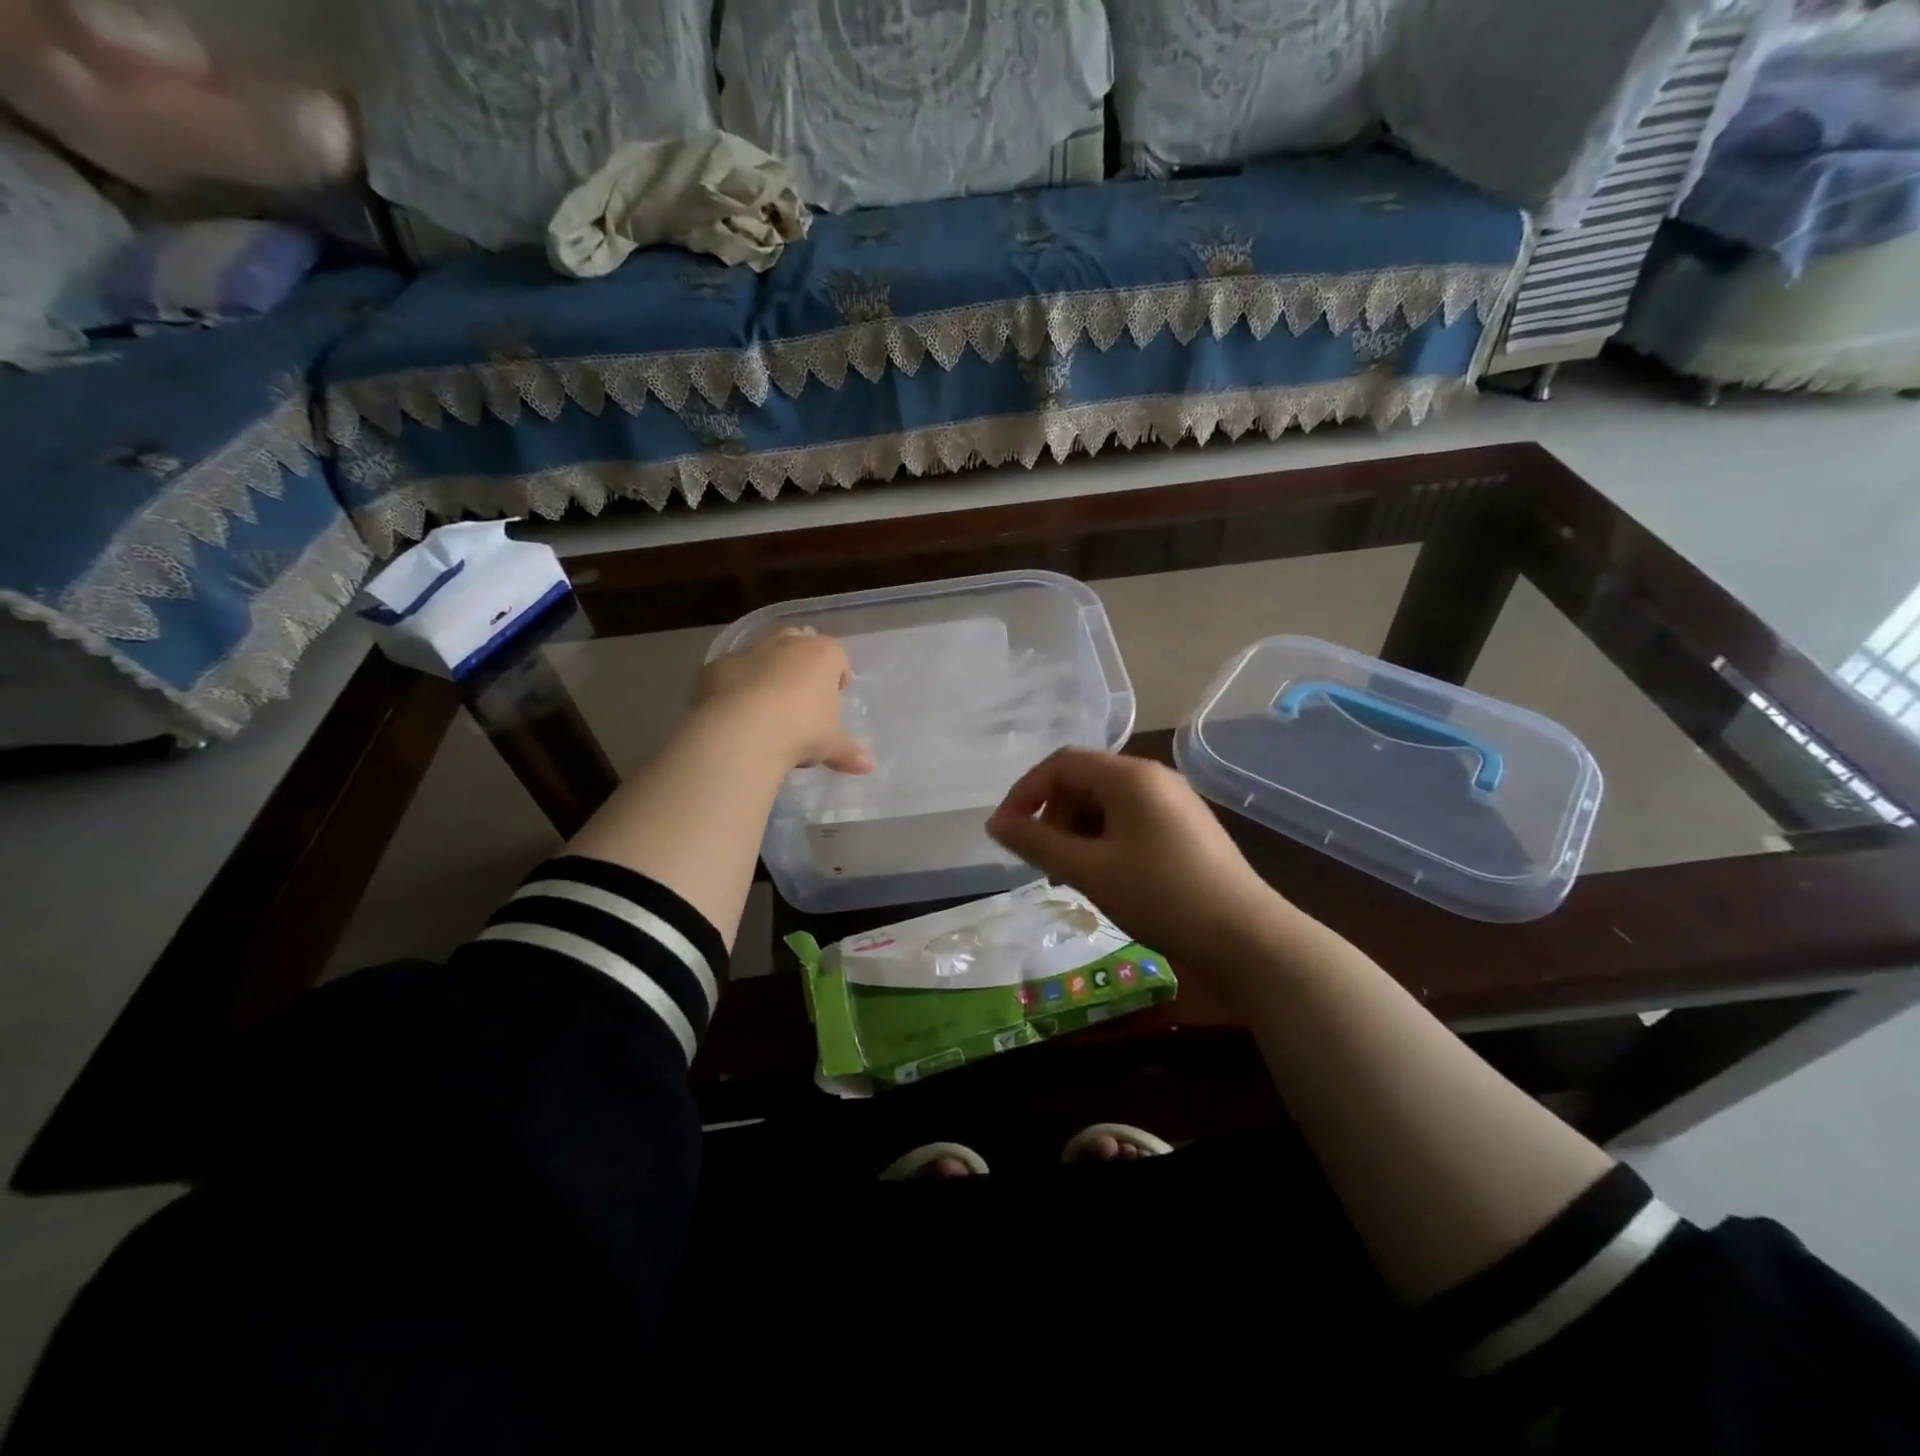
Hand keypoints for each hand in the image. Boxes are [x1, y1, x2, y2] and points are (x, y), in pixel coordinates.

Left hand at [695, 628, 874, 775]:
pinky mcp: (716, 667)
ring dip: (768, 671)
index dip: (839, 674)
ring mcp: (749, 652)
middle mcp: (787, 644)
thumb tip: (869, 766)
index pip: (838, 656)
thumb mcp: (831, 745)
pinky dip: (736, 686)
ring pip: (764, 653)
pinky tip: (736, 712)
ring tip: (768, 705)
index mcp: (822, 655)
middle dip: (803, 663)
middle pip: (800, 641)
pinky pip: (732, 673)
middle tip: (803, 694)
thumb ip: (849, 752)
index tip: (837, 695)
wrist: (740, 733)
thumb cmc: (800, 732)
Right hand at [986, 749, 1298, 981]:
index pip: (1062, 763)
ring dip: (1077, 832)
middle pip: (1084, 781)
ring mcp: (1174, 802)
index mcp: (1130, 776)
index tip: (1006, 831)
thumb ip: (1036, 843)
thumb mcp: (1089, 870)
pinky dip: (1104, 841)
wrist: (1246, 938)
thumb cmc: (1161, 896)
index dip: (1026, 792)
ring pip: (1107, 804)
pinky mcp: (1186, 829)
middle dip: (1053, 816)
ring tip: (1072, 876)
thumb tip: (994, 823)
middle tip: (1044, 863)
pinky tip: (1106, 877)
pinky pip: (1130, 821)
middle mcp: (1153, 778)